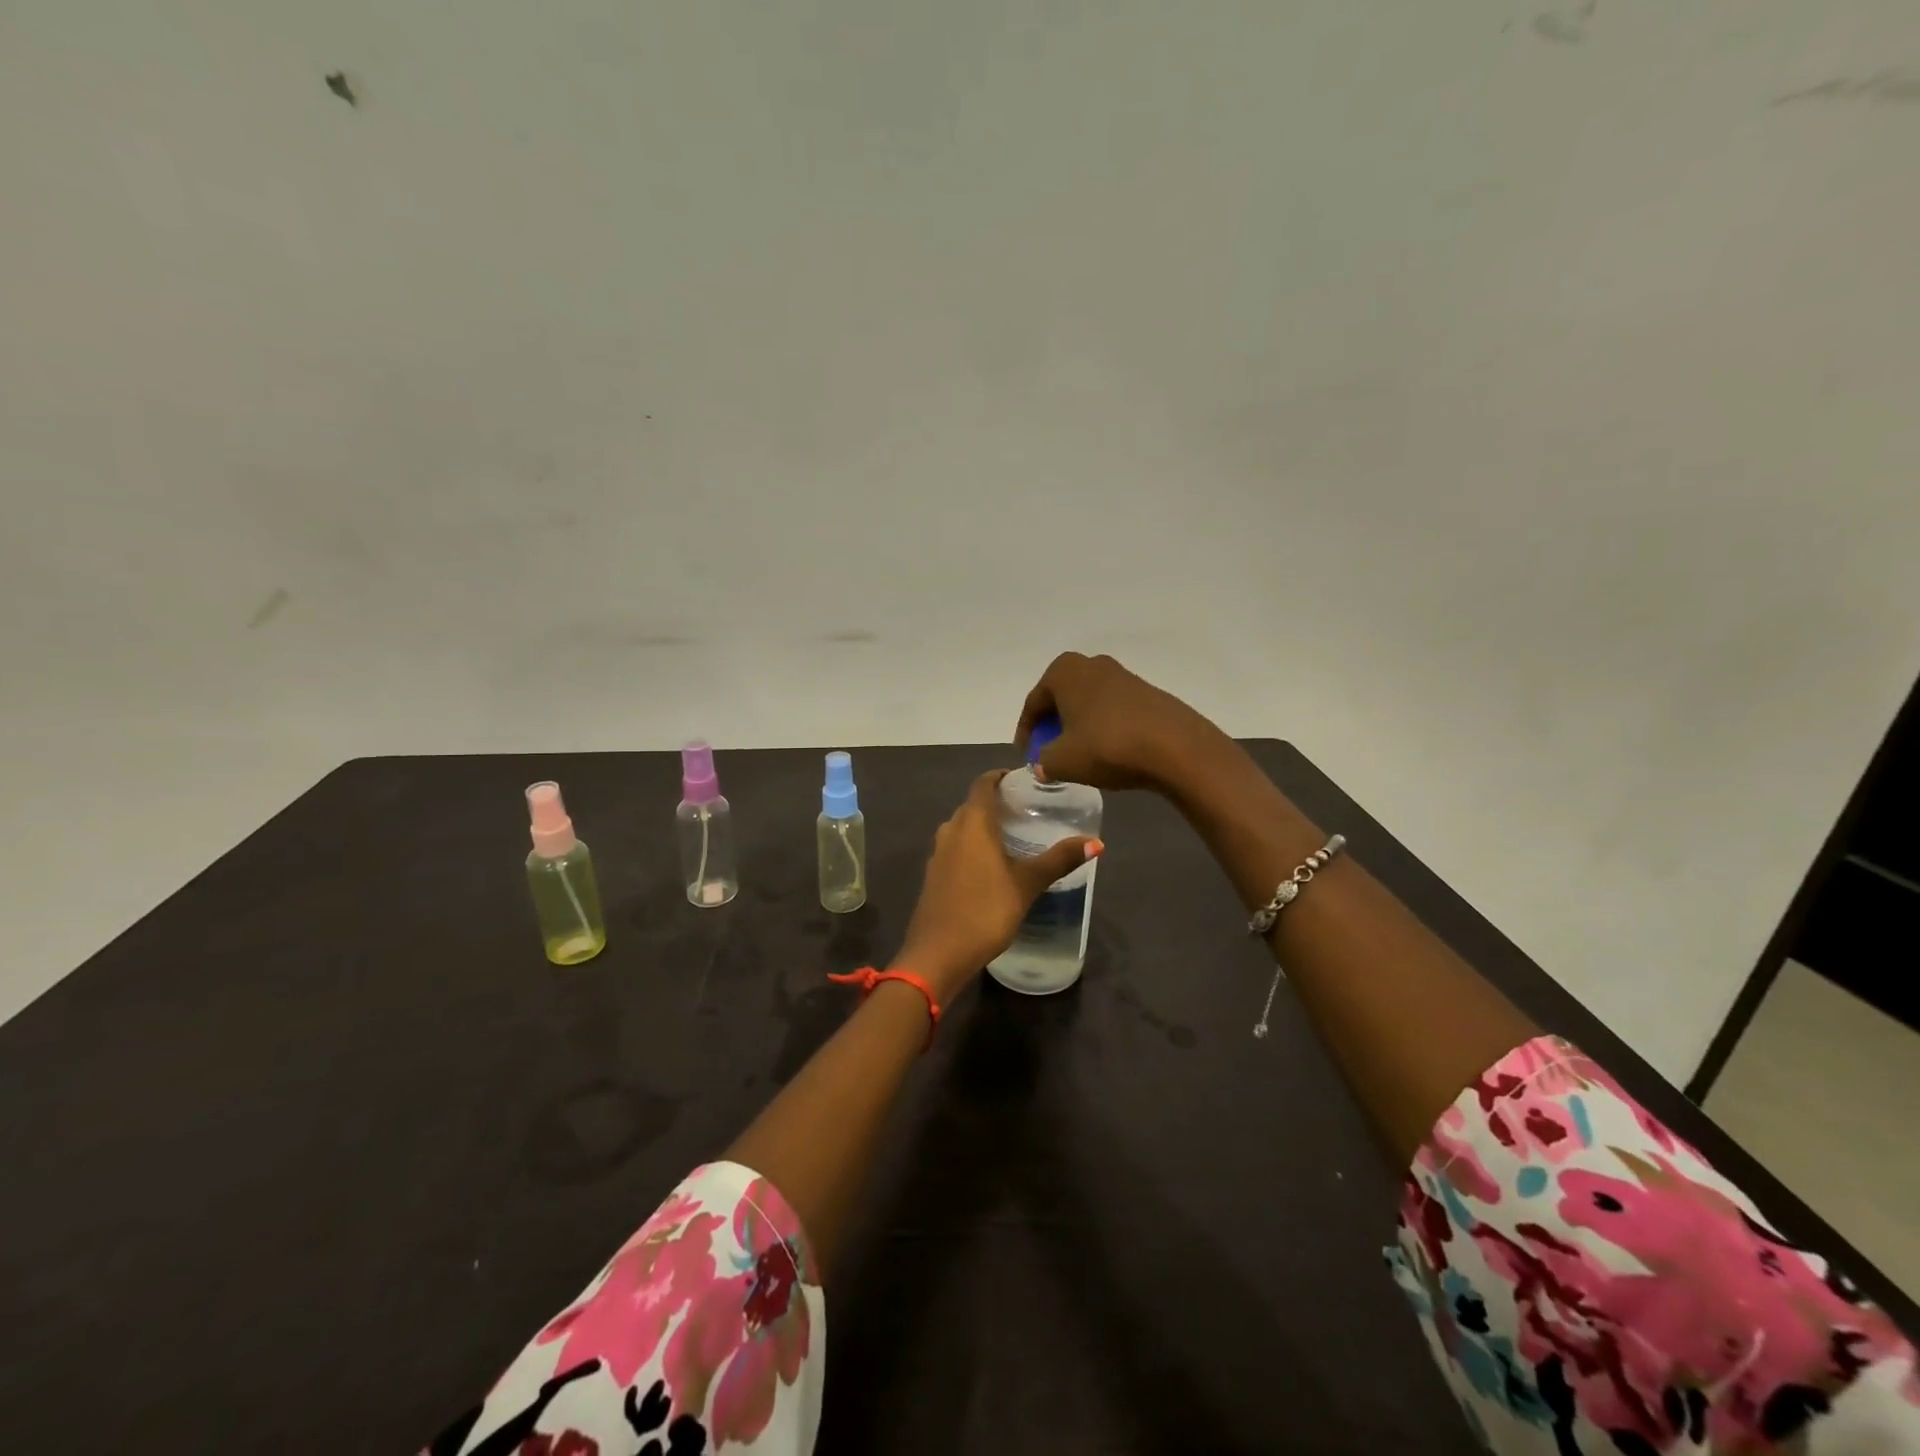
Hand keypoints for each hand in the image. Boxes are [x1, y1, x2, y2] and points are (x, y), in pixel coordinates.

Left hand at [893, 771, 1101, 1002]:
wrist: (937, 954)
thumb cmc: (985, 910)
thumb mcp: (1027, 884)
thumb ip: (1059, 860)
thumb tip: (1096, 842)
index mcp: (972, 823)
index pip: (983, 784)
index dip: (1001, 777)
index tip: (1023, 779)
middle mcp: (951, 830)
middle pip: (973, 805)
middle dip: (996, 803)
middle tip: (1027, 809)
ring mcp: (938, 854)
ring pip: (962, 828)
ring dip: (984, 826)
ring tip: (1014, 836)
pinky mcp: (933, 875)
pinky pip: (956, 848)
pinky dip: (973, 847)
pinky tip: (992, 865)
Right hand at [1015, 652, 1218, 792]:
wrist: (1176, 747)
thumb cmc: (1108, 746)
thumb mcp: (1063, 761)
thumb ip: (1043, 761)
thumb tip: (1042, 764)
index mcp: (1064, 671)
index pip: (1034, 703)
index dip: (1026, 732)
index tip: (1025, 756)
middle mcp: (1092, 664)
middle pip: (1061, 697)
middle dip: (1053, 724)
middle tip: (1049, 751)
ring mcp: (1123, 675)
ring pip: (1088, 701)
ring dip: (1079, 725)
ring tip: (1078, 752)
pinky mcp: (1147, 692)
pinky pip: (1112, 708)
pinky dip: (1102, 726)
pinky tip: (1107, 749)